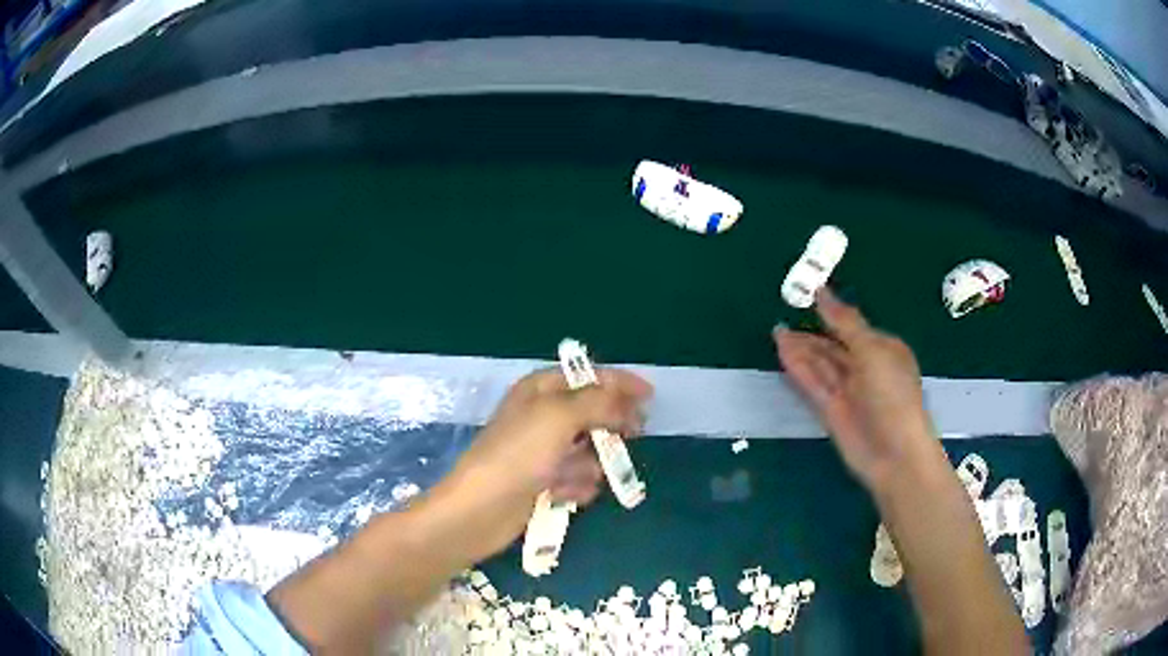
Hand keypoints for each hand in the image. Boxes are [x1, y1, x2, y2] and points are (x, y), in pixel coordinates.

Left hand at [435, 367, 652, 557]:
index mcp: (540, 390)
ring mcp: (540, 451)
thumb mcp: (560, 416)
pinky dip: (577, 484)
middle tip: (632, 435)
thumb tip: (626, 402)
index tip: (650, 395)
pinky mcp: (540, 482)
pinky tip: (570, 495)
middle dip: (611, 424)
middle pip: (590, 412)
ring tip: (586, 475)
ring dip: (593, 462)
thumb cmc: (519, 455)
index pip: (587, 376)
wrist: (480, 509)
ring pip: (586, 449)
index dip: (618, 382)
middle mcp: (540, 416)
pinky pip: (574, 477)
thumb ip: (598, 402)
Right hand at [773, 288, 942, 493]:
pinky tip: (784, 354)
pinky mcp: (832, 411)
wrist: (894, 454)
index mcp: (883, 349)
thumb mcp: (872, 351)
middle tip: (784, 317)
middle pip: (834, 346)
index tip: (806, 296)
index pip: (853, 327)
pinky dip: (800, 369)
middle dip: (811, 333)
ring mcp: (848, 391)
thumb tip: (822, 291)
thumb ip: (845, 322)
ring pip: (821, 365)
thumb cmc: (892, 395)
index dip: (830, 313)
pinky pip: (814, 384)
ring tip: (777, 332)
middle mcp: (866, 368)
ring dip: (801, 350)